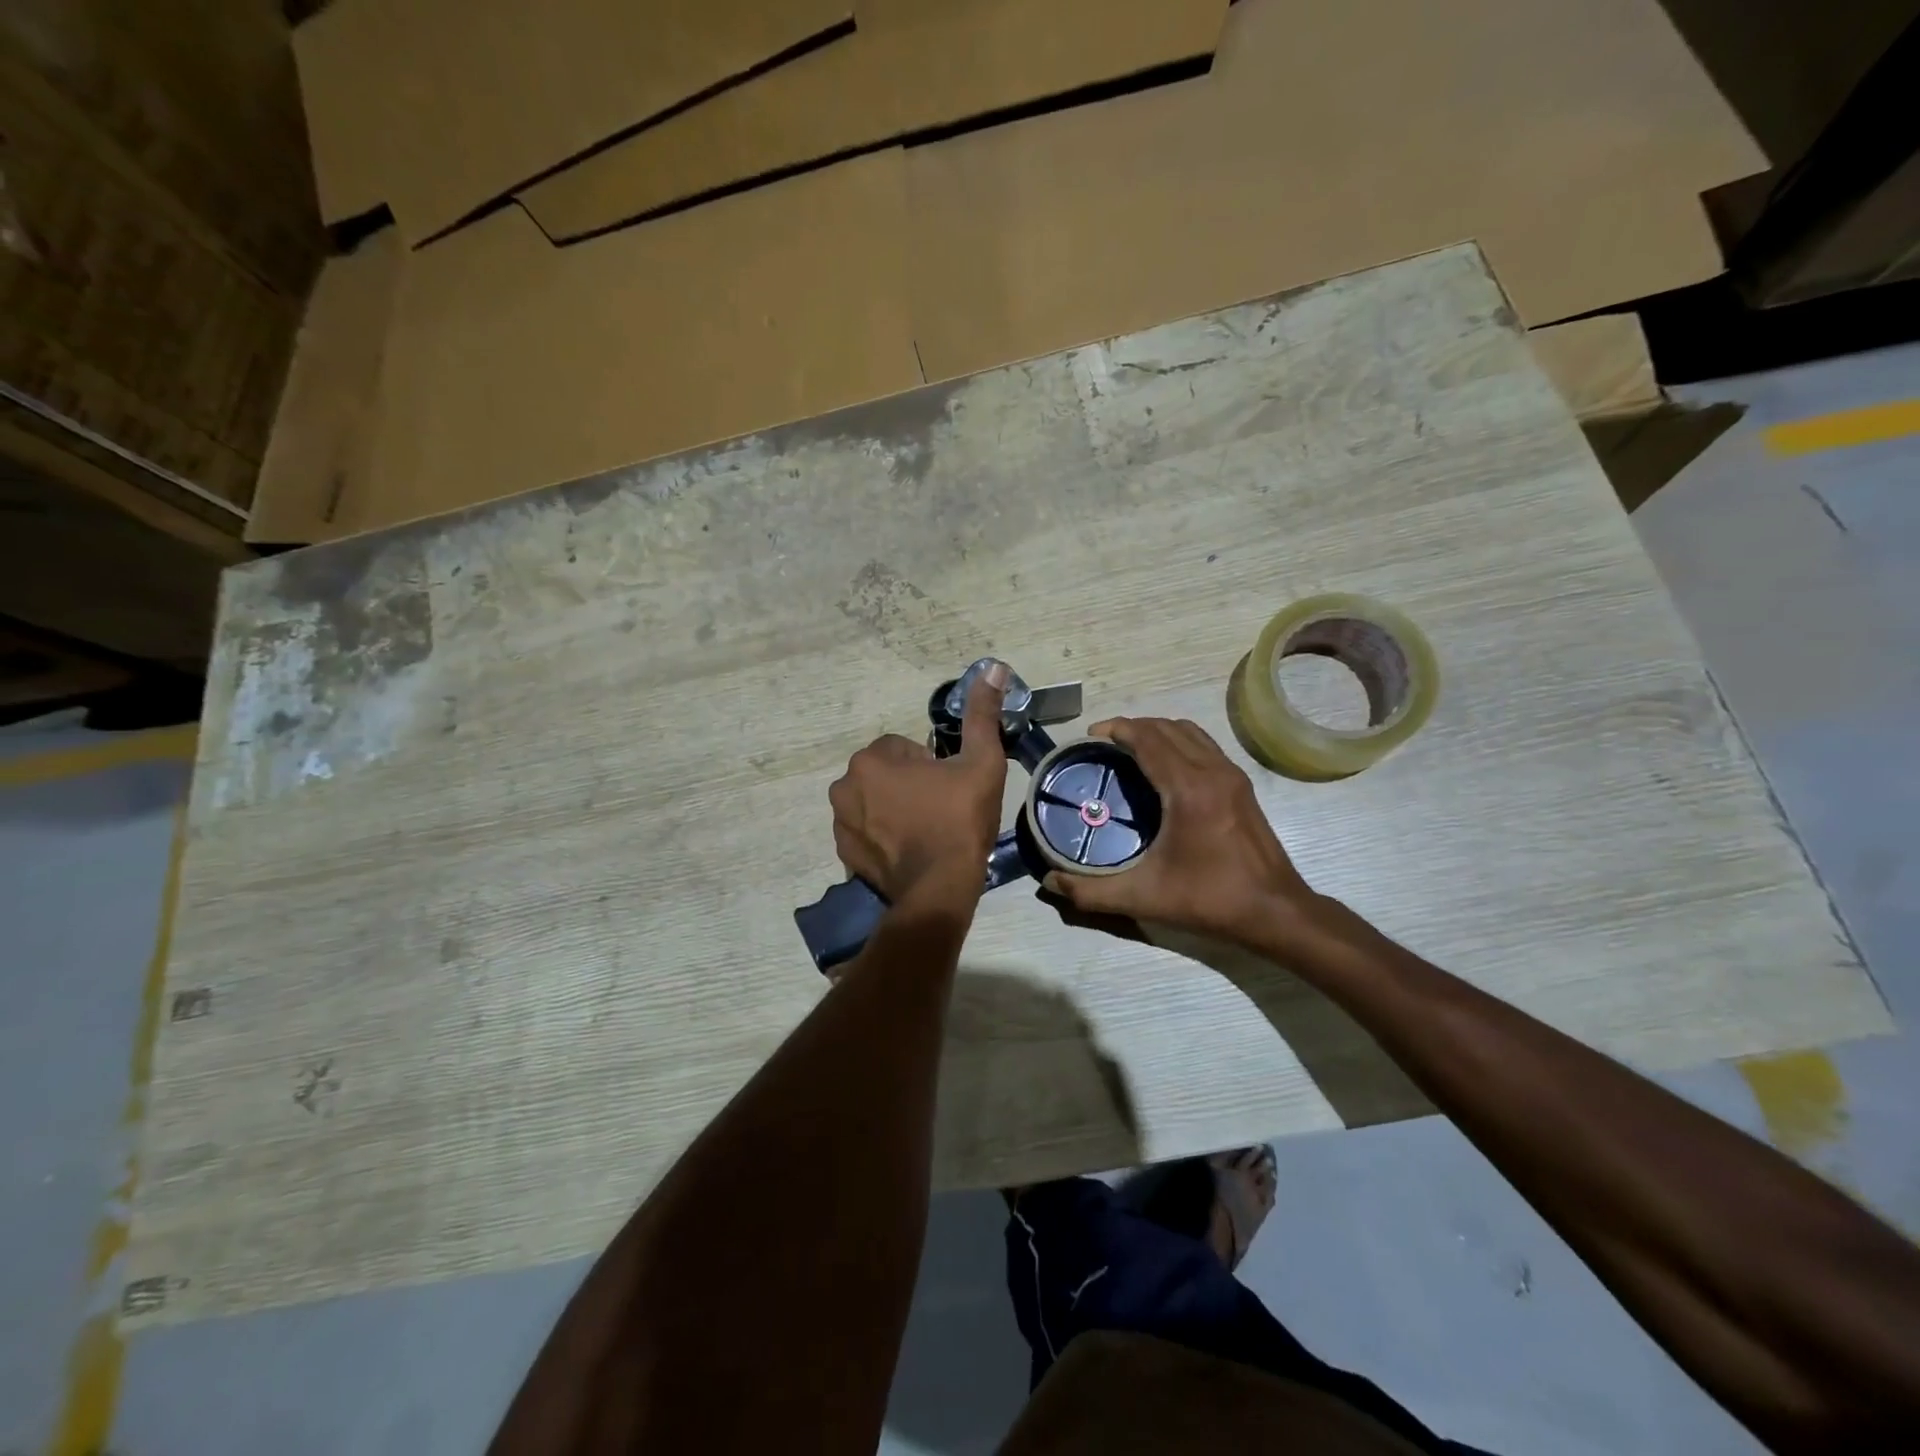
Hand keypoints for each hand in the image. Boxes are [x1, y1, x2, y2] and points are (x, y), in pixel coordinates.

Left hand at [828, 664, 1009, 904]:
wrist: (940, 888)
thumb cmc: (960, 820)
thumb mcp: (981, 762)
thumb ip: (981, 714)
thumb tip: (992, 667)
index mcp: (872, 760)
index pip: (903, 748)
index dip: (931, 765)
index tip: (948, 788)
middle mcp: (845, 786)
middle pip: (885, 774)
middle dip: (908, 785)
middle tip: (940, 809)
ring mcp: (840, 822)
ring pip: (873, 802)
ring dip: (893, 809)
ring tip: (926, 832)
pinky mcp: (844, 853)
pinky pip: (865, 831)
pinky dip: (882, 836)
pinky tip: (909, 851)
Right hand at [1041, 717, 1326, 948]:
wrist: (1276, 911)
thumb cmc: (1209, 900)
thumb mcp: (1143, 898)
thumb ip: (1091, 891)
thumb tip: (1049, 882)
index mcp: (1188, 788)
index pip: (1149, 738)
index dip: (1118, 729)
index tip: (1090, 735)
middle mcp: (1213, 770)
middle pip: (1168, 727)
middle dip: (1133, 727)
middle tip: (1104, 743)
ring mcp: (1232, 775)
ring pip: (1190, 732)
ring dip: (1158, 731)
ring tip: (1131, 749)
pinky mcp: (1242, 786)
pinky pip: (1205, 746)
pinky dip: (1179, 743)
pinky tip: (1164, 768)